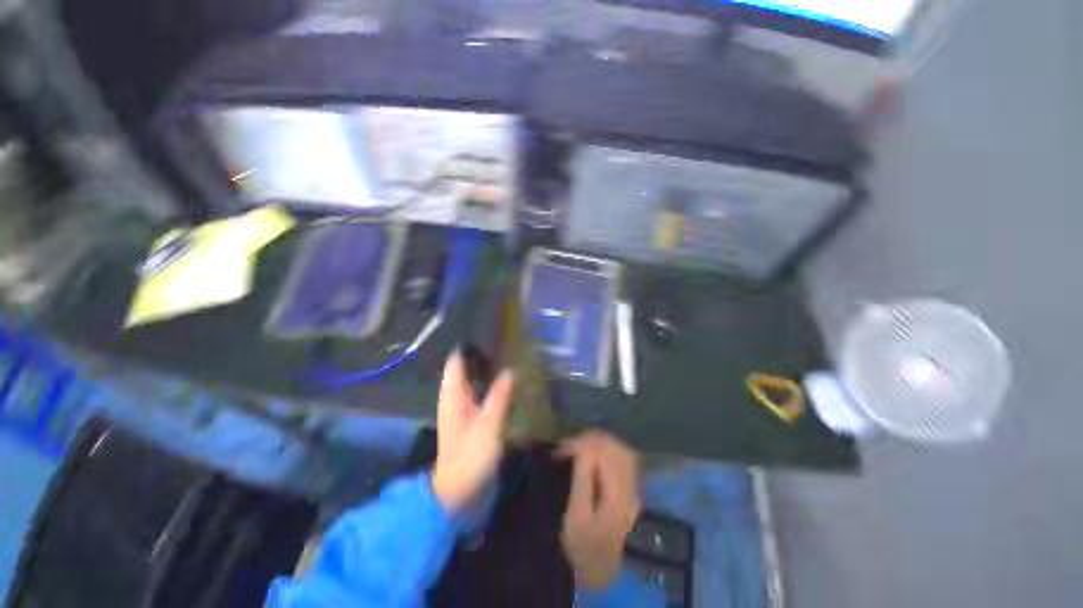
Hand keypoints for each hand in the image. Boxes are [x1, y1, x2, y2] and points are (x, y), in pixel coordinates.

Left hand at [432, 351, 514, 512]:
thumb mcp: (488, 425)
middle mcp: (456, 397)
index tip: (487, 330)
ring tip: (509, 354)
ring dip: (488, 369)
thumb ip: (499, 396)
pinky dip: (492, 385)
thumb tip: (510, 370)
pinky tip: (507, 381)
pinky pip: (482, 394)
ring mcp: (464, 409)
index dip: (468, 345)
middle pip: (466, 368)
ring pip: (475, 381)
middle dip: (482, 354)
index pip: (456, 361)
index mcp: (453, 395)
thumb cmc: (469, 457)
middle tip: (505, 339)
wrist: (459, 492)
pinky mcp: (473, 419)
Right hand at [557, 431, 642, 589]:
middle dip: (592, 439)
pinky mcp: (629, 489)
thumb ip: (582, 479)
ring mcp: (632, 488)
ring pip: (620, 451)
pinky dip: (606, 450)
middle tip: (569, 443)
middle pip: (617, 448)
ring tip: (578, 444)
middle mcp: (630, 488)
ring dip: (599, 443)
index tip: (562, 448)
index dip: (584, 444)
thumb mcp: (576, 515)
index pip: (606, 454)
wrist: (598, 569)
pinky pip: (621, 459)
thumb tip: (583, 448)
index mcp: (618, 495)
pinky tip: (591, 453)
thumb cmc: (582, 544)